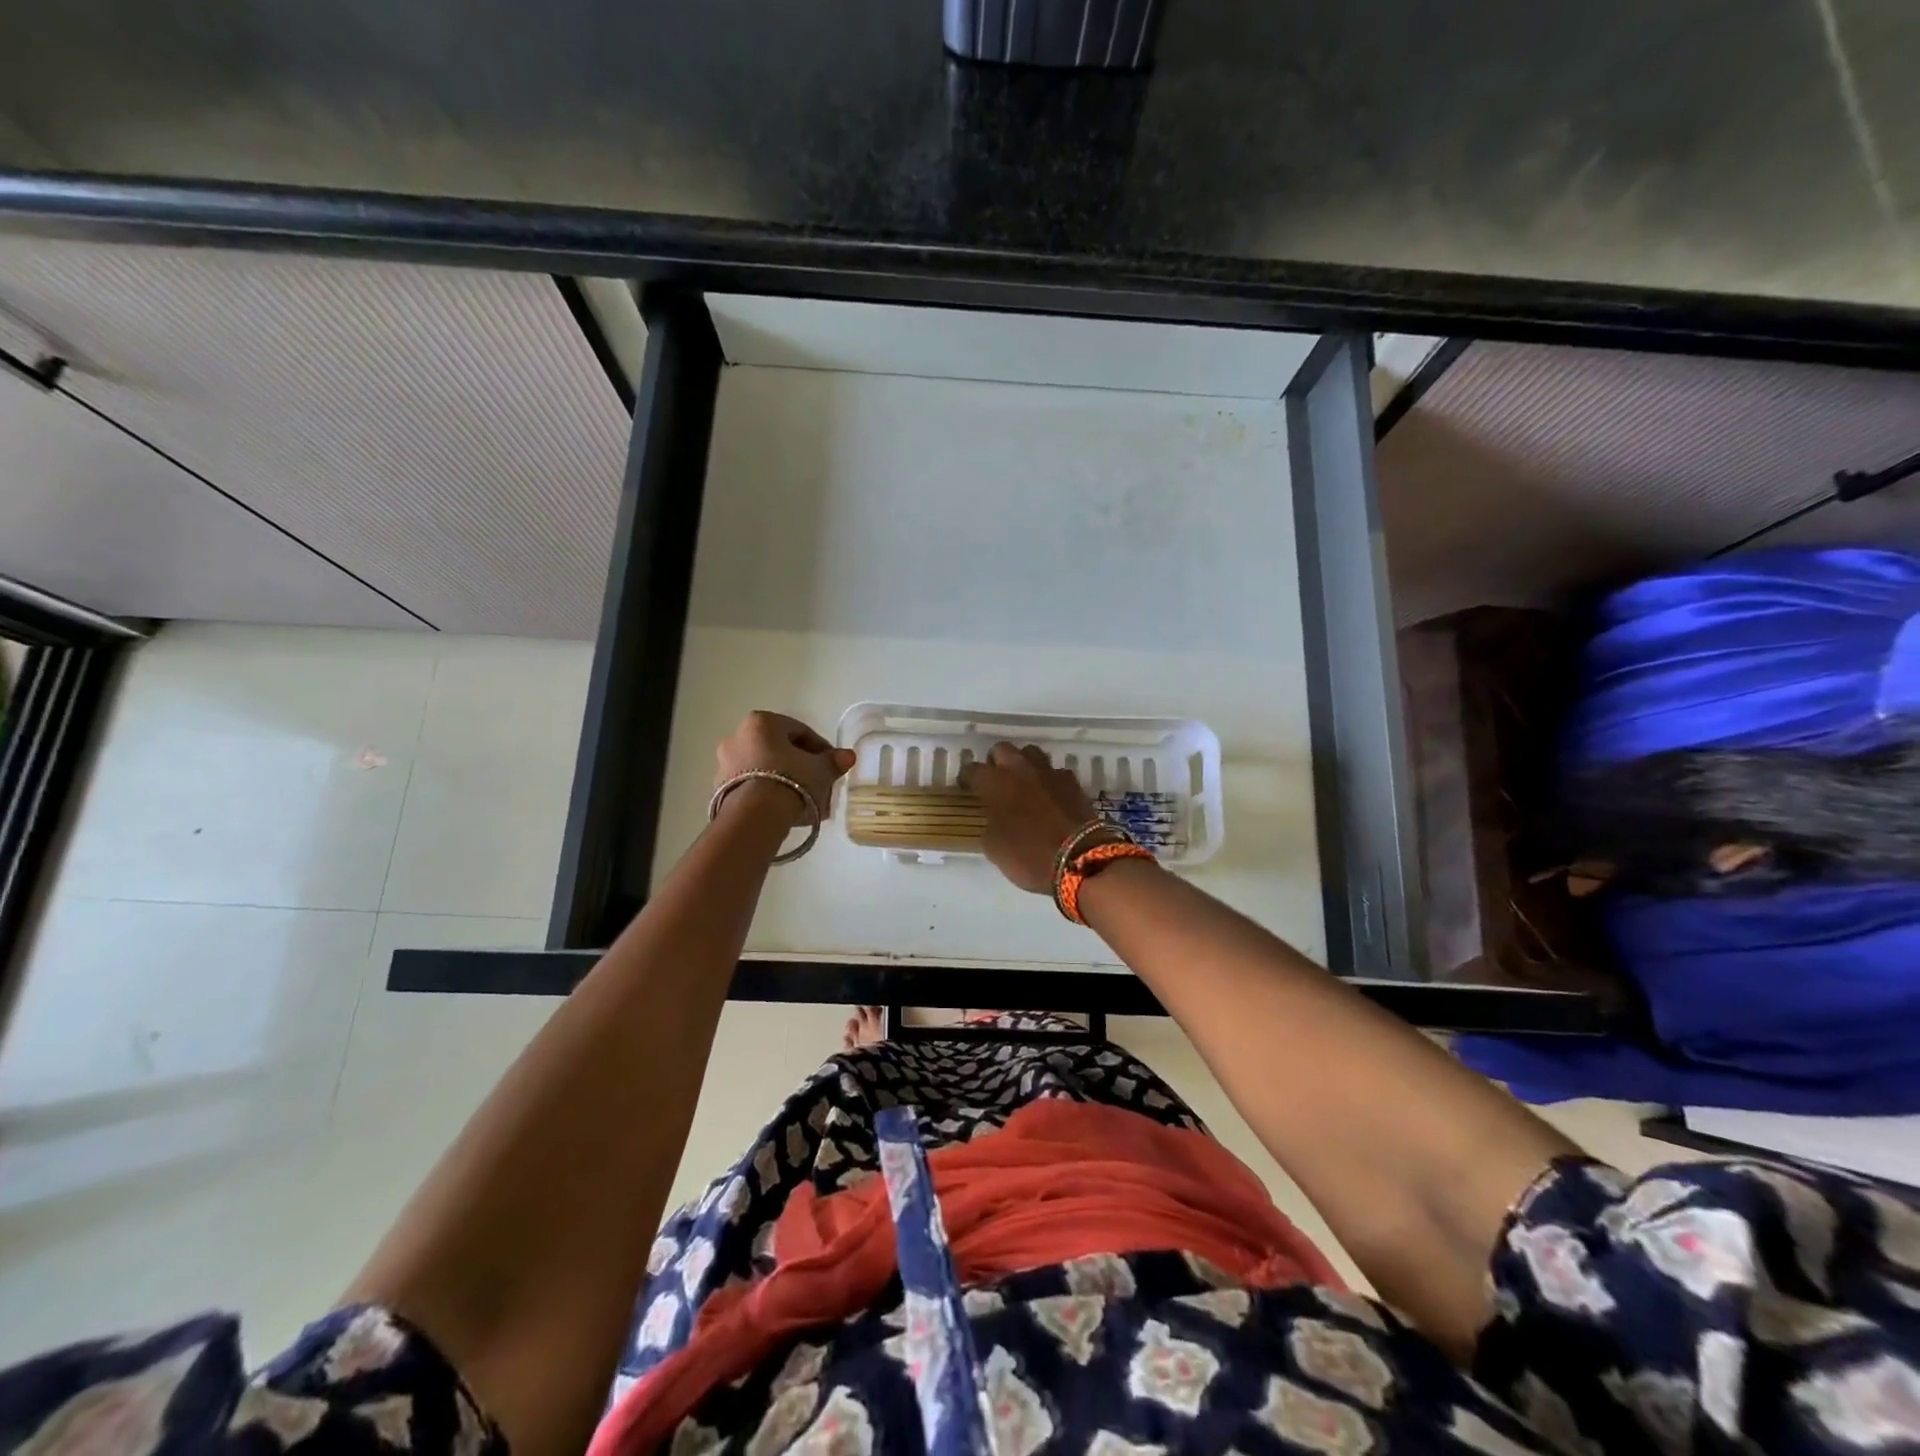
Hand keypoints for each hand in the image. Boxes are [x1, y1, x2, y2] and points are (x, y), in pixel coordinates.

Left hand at [714, 712, 855, 826]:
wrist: (754, 817)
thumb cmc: (790, 781)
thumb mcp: (820, 770)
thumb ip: (833, 761)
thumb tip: (847, 756)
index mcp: (761, 722)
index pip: (800, 731)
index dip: (821, 749)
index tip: (832, 766)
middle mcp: (737, 737)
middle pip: (779, 750)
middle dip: (801, 766)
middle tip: (819, 784)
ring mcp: (725, 764)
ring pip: (765, 770)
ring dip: (785, 782)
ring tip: (805, 803)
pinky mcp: (719, 790)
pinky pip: (752, 787)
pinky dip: (769, 795)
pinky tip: (786, 812)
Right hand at [958, 742, 1100, 893]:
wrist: (1080, 859)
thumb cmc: (1029, 855)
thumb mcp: (994, 848)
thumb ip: (990, 825)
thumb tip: (994, 819)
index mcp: (996, 783)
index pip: (973, 769)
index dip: (967, 778)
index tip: (967, 788)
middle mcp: (1021, 769)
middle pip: (1003, 749)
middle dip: (996, 762)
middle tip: (995, 781)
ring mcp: (1050, 773)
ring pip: (1031, 753)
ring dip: (1023, 764)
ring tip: (1023, 783)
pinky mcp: (1073, 782)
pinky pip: (1055, 772)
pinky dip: (1049, 780)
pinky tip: (1049, 795)